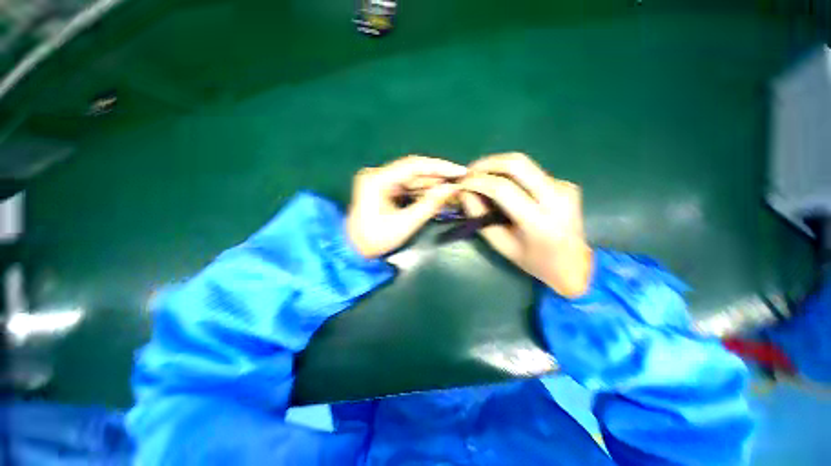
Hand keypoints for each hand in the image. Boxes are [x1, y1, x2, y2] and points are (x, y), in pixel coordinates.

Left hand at [346, 156, 465, 257]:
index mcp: (377, 179)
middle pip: (414, 171)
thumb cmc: (376, 239)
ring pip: (413, 179)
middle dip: (438, 177)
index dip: (439, 167)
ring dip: (433, 184)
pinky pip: (408, 186)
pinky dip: (423, 191)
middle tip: (460, 181)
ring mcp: (381, 181)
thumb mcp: (405, 224)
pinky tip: (438, 195)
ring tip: (454, 188)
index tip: (460, 171)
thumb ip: (430, 204)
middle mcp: (378, 174)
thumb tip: (452, 188)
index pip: (413, 165)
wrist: (355, 249)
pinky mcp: (384, 188)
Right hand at [460, 153, 591, 297]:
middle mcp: (557, 197)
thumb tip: (464, 193)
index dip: (478, 182)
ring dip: (497, 165)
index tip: (461, 183)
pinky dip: (510, 174)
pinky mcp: (565, 183)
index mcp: (539, 221)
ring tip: (479, 176)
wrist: (574, 264)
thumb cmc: (533, 261)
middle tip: (469, 172)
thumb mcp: (501, 244)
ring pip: (524, 163)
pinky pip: (531, 171)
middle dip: (487, 163)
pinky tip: (501, 185)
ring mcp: (565, 187)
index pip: (503, 189)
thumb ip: (480, 218)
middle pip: (517, 164)